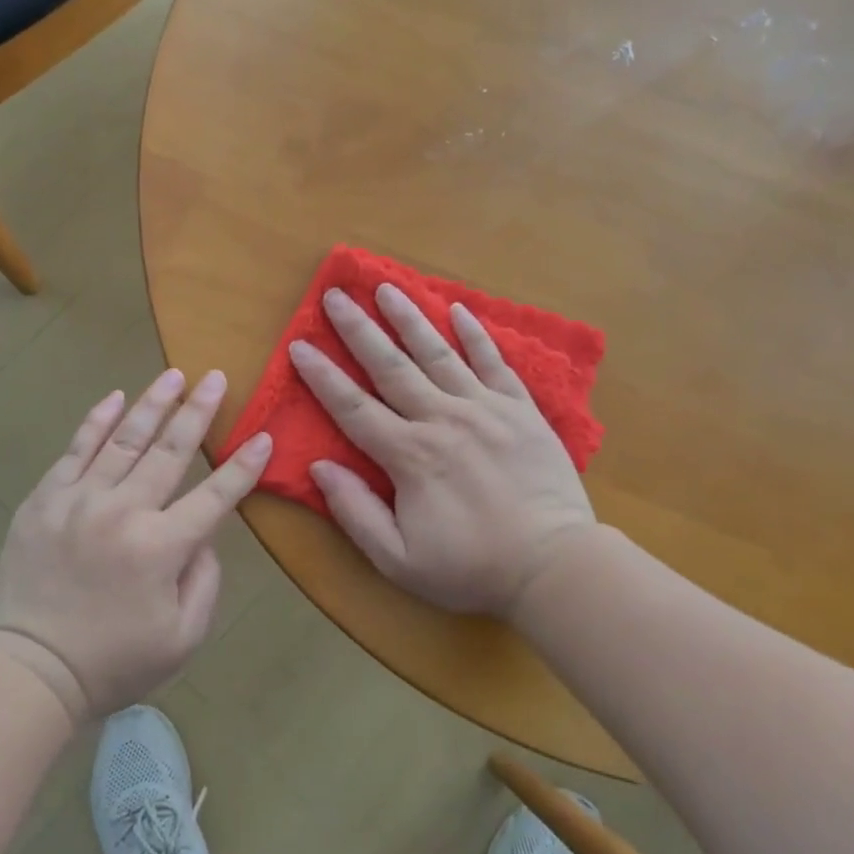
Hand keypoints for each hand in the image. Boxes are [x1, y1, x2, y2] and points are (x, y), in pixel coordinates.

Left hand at [0, 369, 271, 724]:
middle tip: (215, 377)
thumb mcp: (182, 638)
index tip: (263, 436)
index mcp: (162, 547)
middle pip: (170, 450)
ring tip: (174, 376)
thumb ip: (205, 581)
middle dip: (198, 412)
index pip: (215, 496)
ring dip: (152, 404)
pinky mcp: (45, 499)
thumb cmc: (113, 662)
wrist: (29, 669)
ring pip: (124, 439)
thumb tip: (203, 535)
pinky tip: (114, 398)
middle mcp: (124, 511)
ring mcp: (79, 499)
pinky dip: (96, 421)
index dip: (243, 466)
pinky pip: (76, 449)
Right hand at [289, 284, 594, 621]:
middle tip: (335, 295)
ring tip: (387, 286)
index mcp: (408, 455)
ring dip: (409, 318)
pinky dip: (475, 335)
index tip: (299, 345)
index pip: (353, 407)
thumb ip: (355, 511)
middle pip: (390, 366)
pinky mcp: (520, 410)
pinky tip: (457, 310)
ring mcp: (484, 409)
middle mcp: (441, 419)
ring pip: (438, 353)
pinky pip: (493, 363)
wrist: (555, 567)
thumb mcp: (398, 560)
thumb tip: (320, 466)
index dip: (322, 376)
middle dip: (358, 329)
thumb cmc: (471, 568)